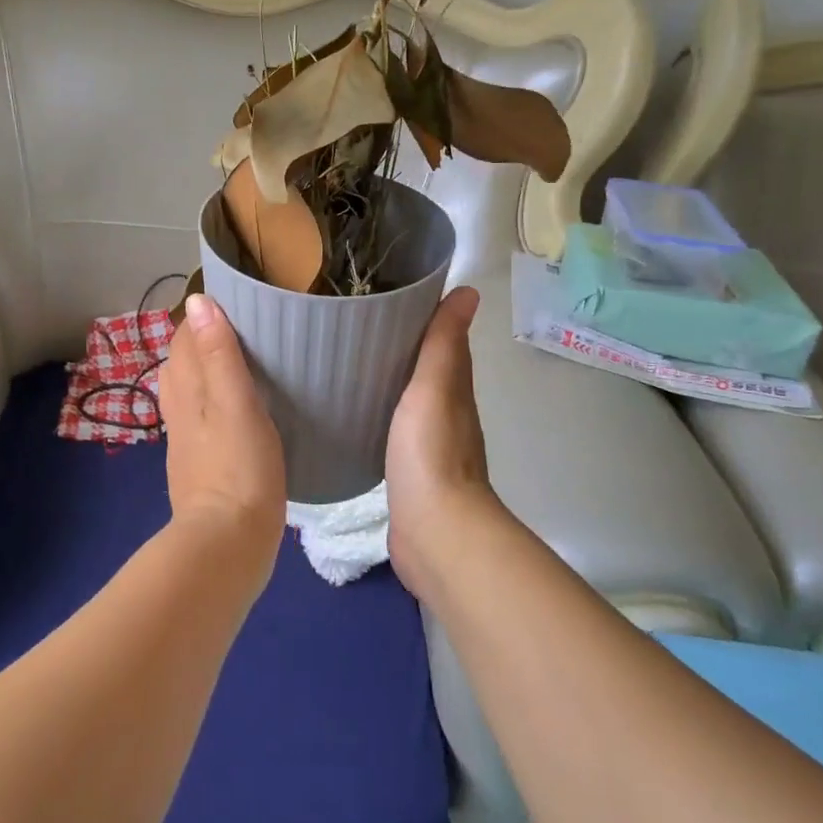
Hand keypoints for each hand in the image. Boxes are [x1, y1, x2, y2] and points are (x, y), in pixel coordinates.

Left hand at [157, 294, 286, 576]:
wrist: (226, 544)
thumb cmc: (238, 467)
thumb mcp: (236, 402)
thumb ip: (219, 353)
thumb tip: (199, 301)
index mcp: (186, 389)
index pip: (184, 337)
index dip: (203, 317)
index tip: (236, 304)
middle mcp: (179, 408)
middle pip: (183, 361)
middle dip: (204, 340)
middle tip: (245, 330)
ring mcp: (186, 439)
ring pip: (190, 390)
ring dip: (208, 370)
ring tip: (242, 364)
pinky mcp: (199, 464)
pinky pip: (201, 418)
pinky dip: (214, 402)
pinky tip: (237, 411)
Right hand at [386, 286, 501, 596]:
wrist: (434, 532)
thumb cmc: (430, 452)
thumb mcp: (434, 387)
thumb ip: (444, 342)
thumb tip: (470, 290)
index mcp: (454, 389)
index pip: (443, 342)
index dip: (424, 317)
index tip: (390, 294)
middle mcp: (446, 413)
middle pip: (426, 369)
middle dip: (402, 346)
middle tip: (359, 323)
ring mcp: (427, 445)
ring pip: (409, 399)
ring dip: (391, 379)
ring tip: (352, 360)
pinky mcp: (408, 471)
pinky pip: (393, 428)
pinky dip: (381, 412)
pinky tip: (358, 411)